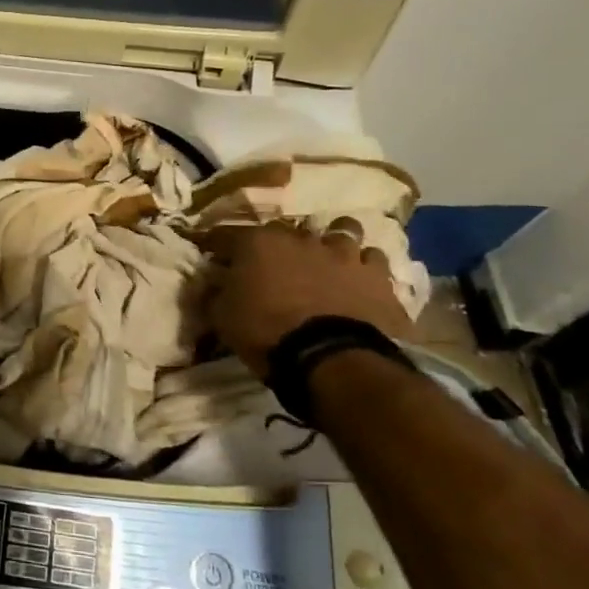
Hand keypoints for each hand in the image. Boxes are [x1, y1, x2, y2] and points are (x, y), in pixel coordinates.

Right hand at [204, 221, 409, 373]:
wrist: (331, 359)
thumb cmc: (266, 332)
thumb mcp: (222, 317)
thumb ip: (215, 292)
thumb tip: (209, 283)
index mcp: (258, 242)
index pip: (227, 235)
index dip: (218, 246)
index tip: (212, 256)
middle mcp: (301, 238)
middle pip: (287, 230)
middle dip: (280, 244)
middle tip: (276, 264)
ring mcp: (343, 254)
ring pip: (342, 232)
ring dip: (332, 245)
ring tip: (328, 261)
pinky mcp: (378, 277)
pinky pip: (372, 260)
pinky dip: (364, 267)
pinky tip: (359, 280)